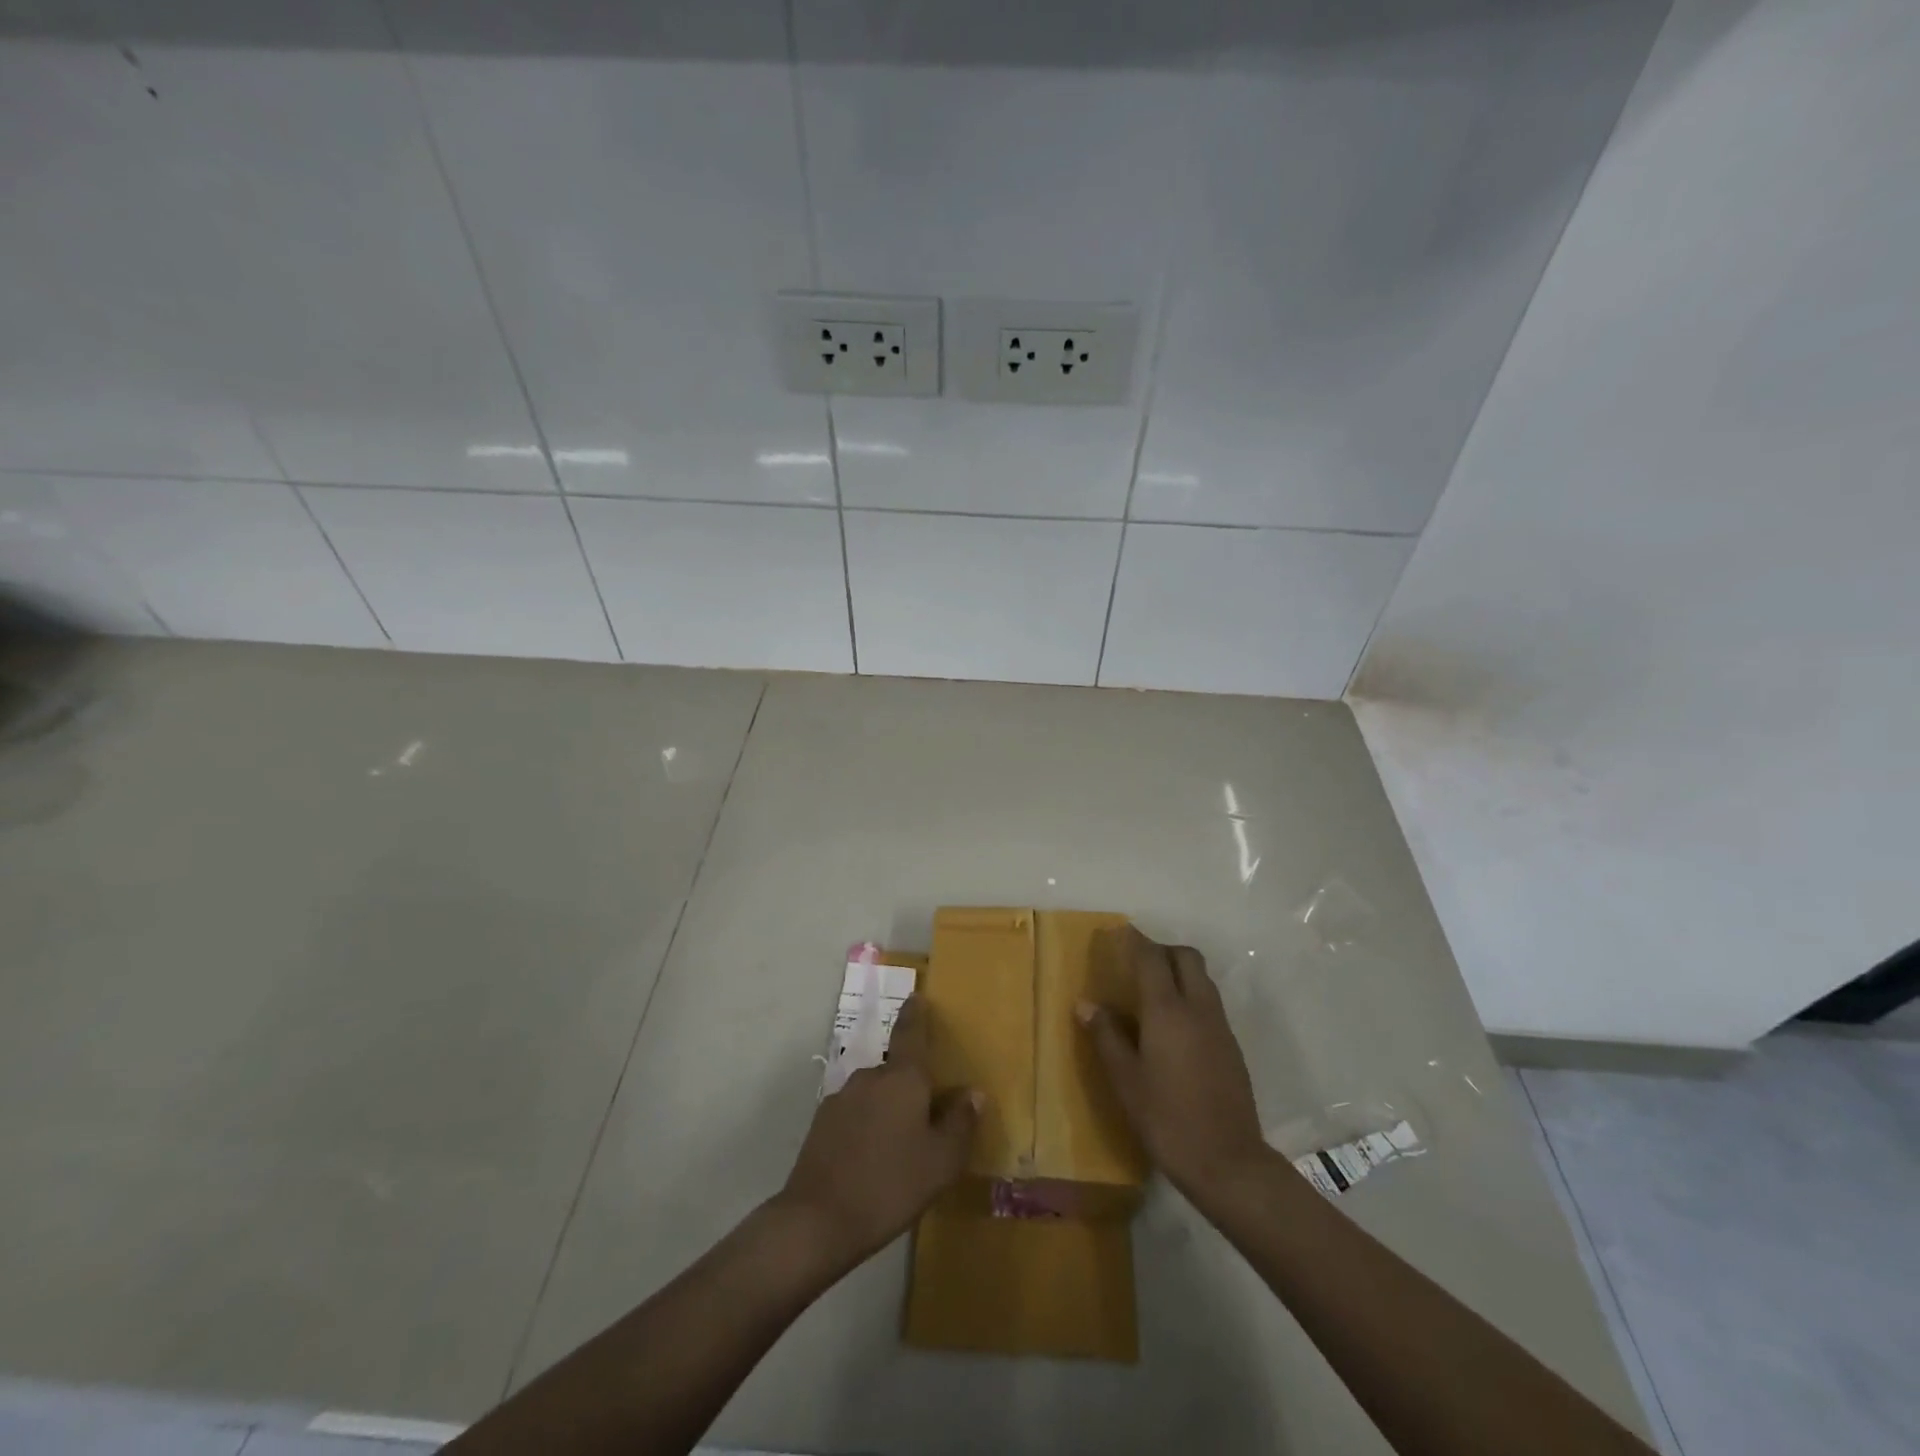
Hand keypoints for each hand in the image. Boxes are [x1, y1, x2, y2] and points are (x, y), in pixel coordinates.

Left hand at [775, 995, 980, 1272]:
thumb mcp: (941, 1162)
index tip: (917, 996)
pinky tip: (872, 1161)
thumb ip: (960, 1123)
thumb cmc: (890, 1185)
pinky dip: (867, 1127)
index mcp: (902, 1078)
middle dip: (911, 1086)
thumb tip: (973, 1093)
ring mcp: (841, 1099)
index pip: (911, 1032)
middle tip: (927, 1116)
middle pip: (896, 1070)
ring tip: (900, 1148)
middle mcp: (870, 1077)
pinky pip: (855, 1115)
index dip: (916, 1013)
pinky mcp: (821, 1124)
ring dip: (888, 1110)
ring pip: (875, 1094)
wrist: (817, 1221)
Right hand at [1078, 927, 1268, 1205]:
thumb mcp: (1126, 1081)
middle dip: (1162, 950)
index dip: (1135, 940)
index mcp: (1168, 1011)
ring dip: (1179, 971)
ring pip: (1202, 978)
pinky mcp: (1232, 1047)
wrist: (1228, 1162)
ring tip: (1153, 991)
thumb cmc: (1167, 1119)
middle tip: (1137, 962)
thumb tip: (1086, 1004)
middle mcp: (1198, 1008)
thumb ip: (1106, 1037)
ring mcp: (1220, 1027)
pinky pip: (1210, 1003)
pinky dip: (1191, 996)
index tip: (1119, 932)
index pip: (1152, 958)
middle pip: (1186, 957)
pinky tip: (1173, 1025)